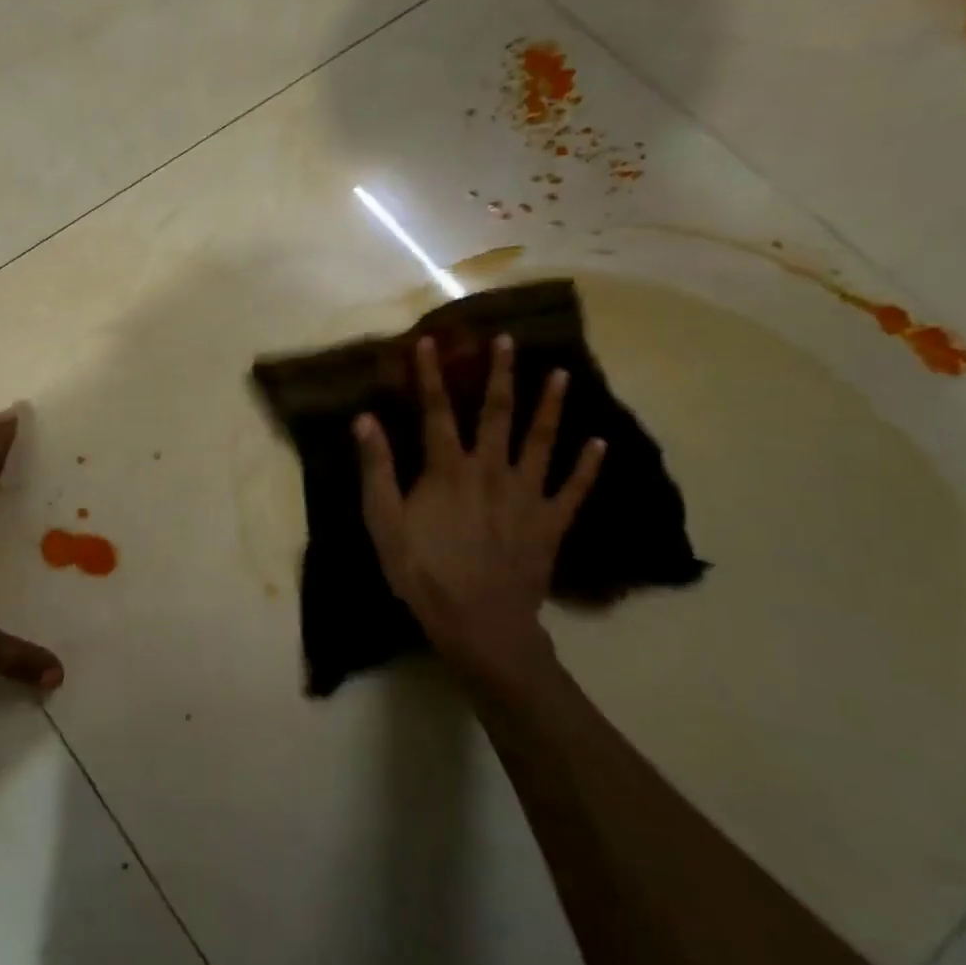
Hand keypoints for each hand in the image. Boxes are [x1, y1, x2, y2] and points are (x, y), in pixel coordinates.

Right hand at [356, 334, 604, 688]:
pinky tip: (600, 443)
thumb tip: (365, 419)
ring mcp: (526, 495)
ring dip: (550, 406)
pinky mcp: (551, 522)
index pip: (436, 411)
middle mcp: (490, 470)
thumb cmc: (422, 571)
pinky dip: (588, 465)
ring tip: (562, 374)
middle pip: (496, 413)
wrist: (479, 622)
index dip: (430, 375)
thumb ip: (376, 468)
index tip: (429, 342)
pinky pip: (574, 489)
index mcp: (447, 468)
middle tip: (509, 341)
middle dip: (500, 375)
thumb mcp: (384, 521)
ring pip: (541, 441)